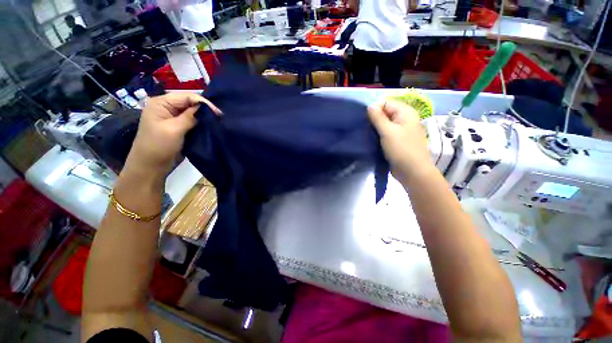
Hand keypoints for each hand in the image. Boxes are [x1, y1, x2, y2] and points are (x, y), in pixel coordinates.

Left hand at [127, 93, 221, 171]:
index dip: (204, 103)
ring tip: (217, 120)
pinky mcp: (176, 125)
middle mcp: (166, 106)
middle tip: (220, 117)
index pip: (187, 96)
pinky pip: (191, 119)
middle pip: (189, 102)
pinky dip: (200, 121)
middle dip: (205, 108)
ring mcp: (171, 116)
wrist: (150, 165)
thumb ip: (190, 117)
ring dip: (203, 115)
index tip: (219, 114)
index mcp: (161, 103)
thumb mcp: (174, 129)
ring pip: (191, 111)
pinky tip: (209, 124)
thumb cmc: (158, 146)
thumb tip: (207, 108)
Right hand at [368, 100, 431, 182]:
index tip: (366, 120)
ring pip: (384, 125)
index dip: (374, 110)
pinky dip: (378, 136)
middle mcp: (404, 119)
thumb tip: (370, 106)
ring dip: (375, 129)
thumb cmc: (401, 149)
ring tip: (366, 135)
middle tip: (364, 129)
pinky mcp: (397, 141)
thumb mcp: (388, 131)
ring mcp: (401, 131)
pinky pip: (386, 134)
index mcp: (405, 112)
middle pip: (385, 113)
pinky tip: (371, 140)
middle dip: (374, 120)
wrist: (412, 171)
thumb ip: (378, 117)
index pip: (386, 103)